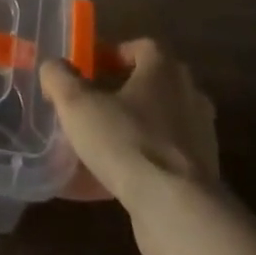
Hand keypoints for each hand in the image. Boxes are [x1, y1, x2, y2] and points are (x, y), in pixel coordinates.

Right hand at [41, 39, 221, 254]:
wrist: (176, 208)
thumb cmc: (126, 141)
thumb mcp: (77, 105)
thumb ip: (59, 78)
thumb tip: (53, 66)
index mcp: (165, 69)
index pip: (142, 47)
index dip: (114, 53)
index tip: (90, 69)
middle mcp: (190, 94)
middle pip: (154, 82)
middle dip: (123, 90)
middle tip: (92, 104)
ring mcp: (201, 135)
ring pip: (161, 120)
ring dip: (135, 126)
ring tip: (102, 143)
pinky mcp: (203, 172)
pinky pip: (166, 155)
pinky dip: (144, 159)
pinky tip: (117, 177)